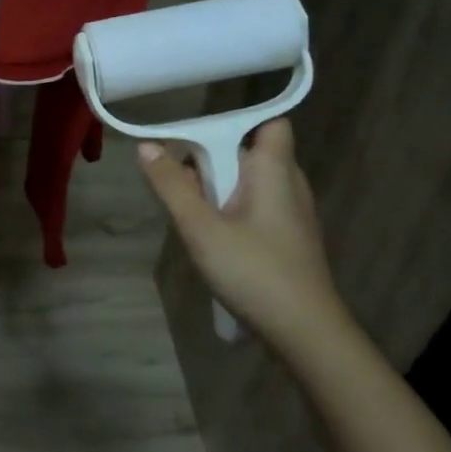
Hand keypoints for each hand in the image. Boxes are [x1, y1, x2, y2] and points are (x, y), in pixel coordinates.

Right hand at [138, 117, 352, 348]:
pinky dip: (232, 208)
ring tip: (189, 208)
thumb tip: (146, 146)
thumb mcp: (201, 228)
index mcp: (274, 170)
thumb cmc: (253, 271)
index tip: (200, 132)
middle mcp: (289, 183)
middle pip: (250, 152)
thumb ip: (172, 186)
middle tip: (179, 178)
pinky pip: (257, 206)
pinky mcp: (289, 237)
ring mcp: (293, 213)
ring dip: (219, 187)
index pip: (270, 122)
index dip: (239, 119)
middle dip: (213, 158)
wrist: (304, 331)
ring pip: (251, 182)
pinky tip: (212, 235)